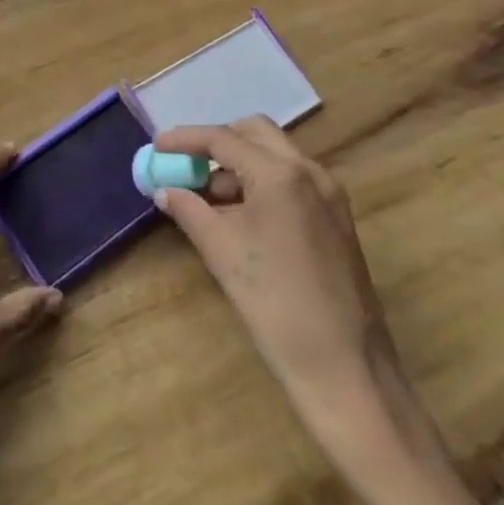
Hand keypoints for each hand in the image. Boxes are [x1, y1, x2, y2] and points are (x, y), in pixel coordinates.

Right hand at [150, 116, 401, 452]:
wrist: (347, 371)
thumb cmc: (276, 305)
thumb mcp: (222, 252)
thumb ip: (189, 210)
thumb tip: (164, 190)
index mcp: (281, 174)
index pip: (223, 139)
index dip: (184, 139)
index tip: (156, 146)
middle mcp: (310, 172)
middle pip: (255, 133)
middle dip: (217, 143)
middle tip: (186, 166)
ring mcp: (329, 194)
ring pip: (275, 156)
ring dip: (238, 165)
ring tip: (206, 198)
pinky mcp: (337, 219)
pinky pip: (291, 181)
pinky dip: (260, 184)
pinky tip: (239, 215)